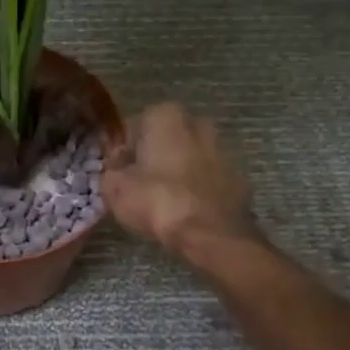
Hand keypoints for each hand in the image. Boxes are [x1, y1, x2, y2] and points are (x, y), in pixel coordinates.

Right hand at [102, 103, 253, 255]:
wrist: (212, 234)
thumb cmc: (158, 201)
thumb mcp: (115, 188)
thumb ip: (110, 171)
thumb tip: (117, 168)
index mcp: (166, 115)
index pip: (132, 128)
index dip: (121, 152)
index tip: (117, 174)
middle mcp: (198, 122)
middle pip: (164, 140)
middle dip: (152, 158)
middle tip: (137, 186)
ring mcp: (223, 148)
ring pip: (188, 158)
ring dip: (175, 172)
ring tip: (162, 202)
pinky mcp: (238, 176)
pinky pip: (206, 178)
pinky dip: (195, 188)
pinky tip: (185, 210)